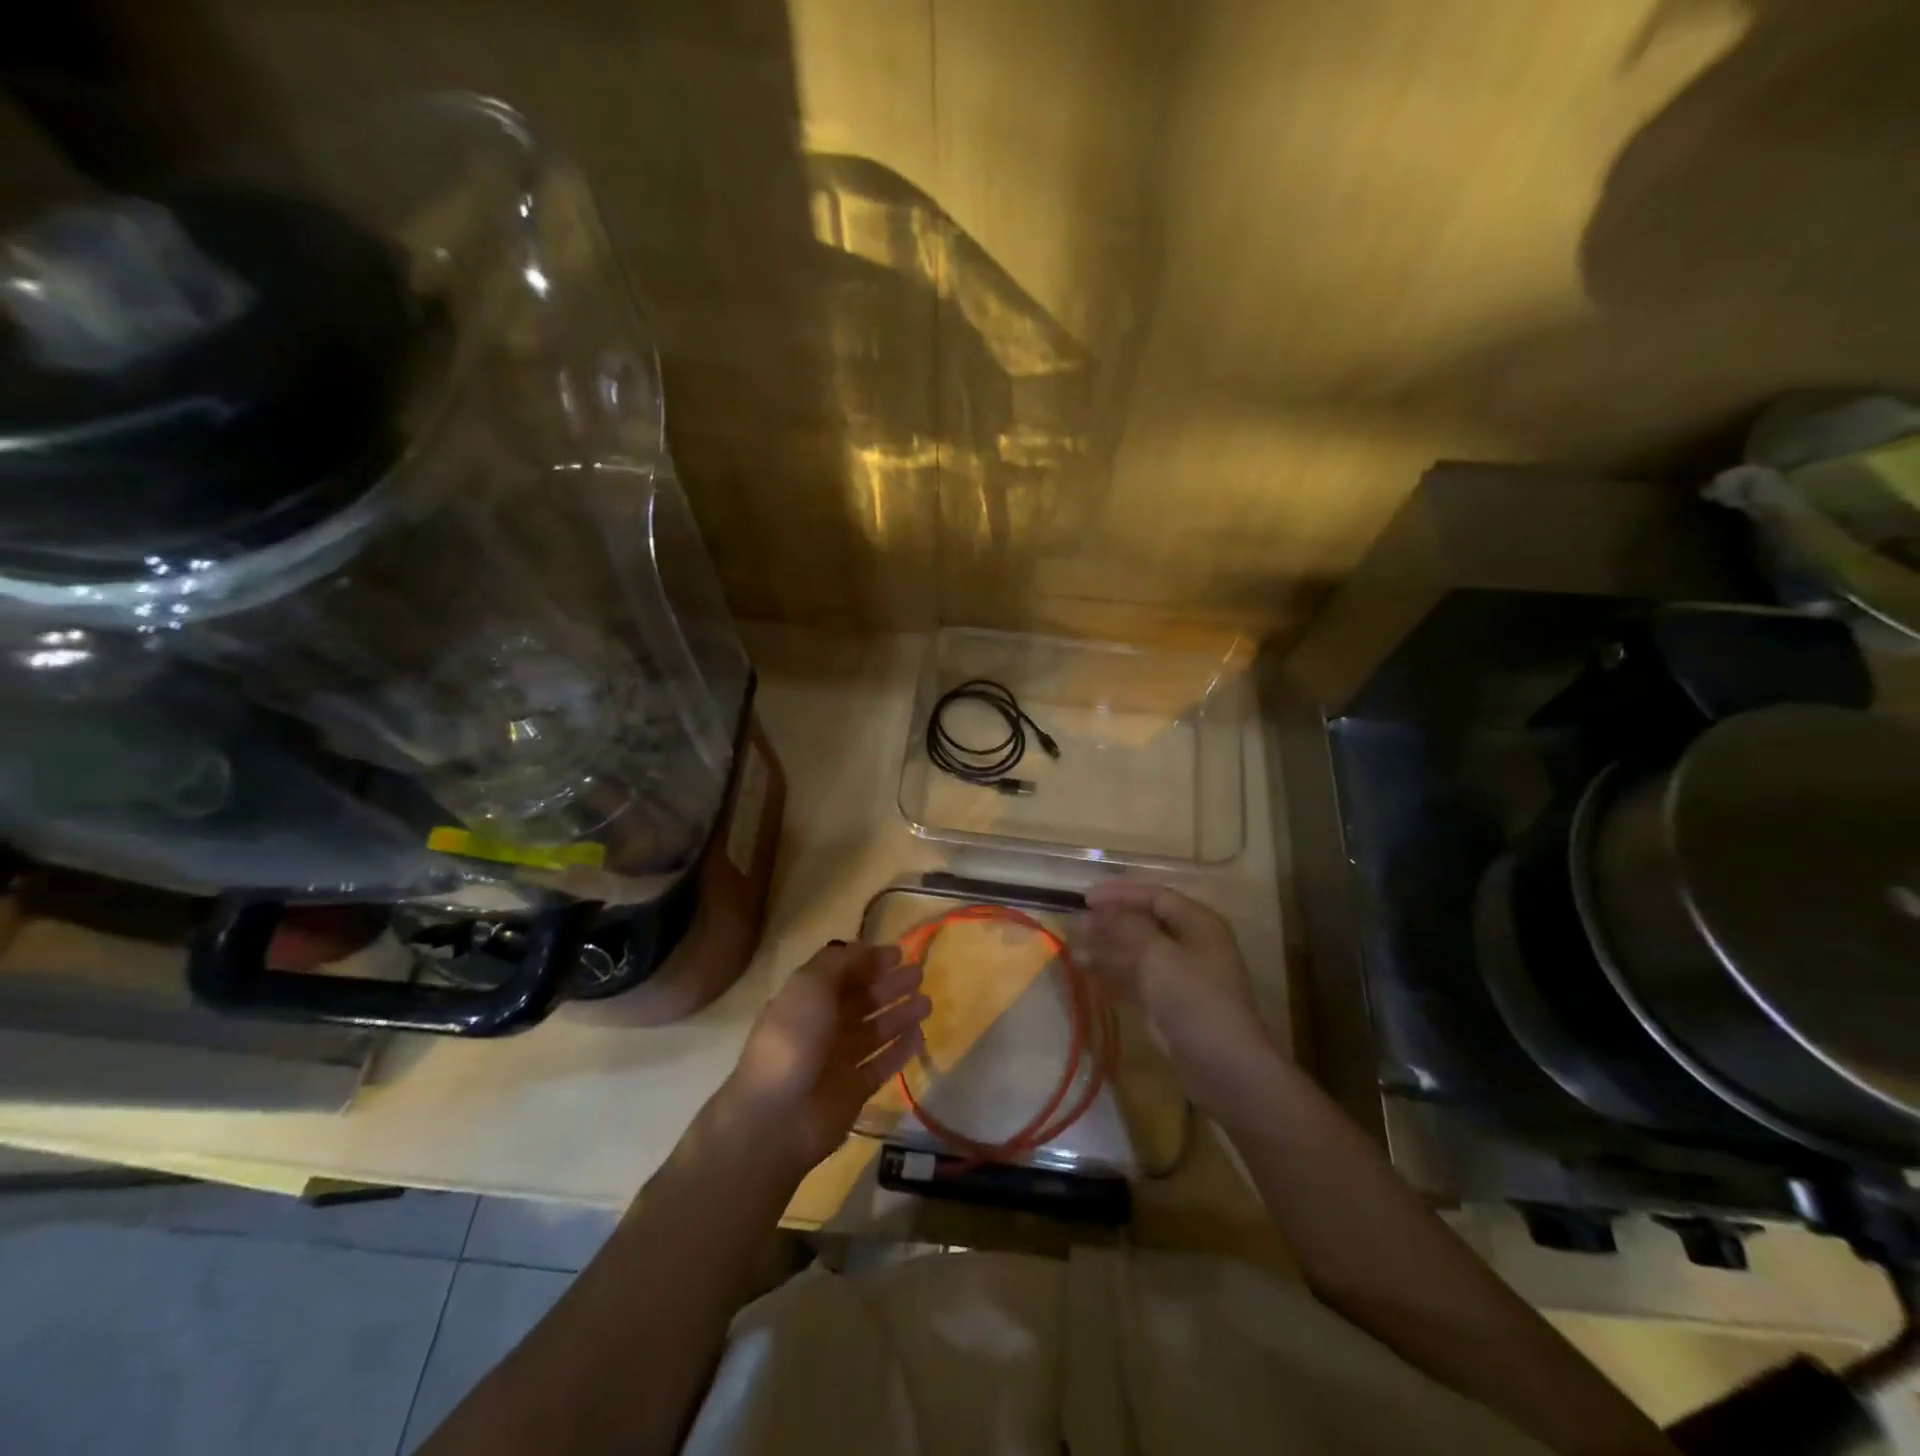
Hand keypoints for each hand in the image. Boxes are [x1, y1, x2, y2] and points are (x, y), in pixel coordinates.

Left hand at [716, 941, 930, 1176]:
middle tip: (918, 974)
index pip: (843, 973)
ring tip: (926, 1002)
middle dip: (889, 986)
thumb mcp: (810, 985)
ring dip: (900, 1015)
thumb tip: (864, 948)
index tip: (898, 953)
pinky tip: (920, 1036)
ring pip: (876, 1031)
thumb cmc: (793, 1038)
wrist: (777, 1115)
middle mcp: (823, 1026)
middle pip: (862, 1000)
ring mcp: (839, 1060)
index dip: (869, 961)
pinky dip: (900, 1050)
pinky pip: (882, 1064)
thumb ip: (839, 962)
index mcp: (807, 999)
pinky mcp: (854, 1090)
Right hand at [1076, 881, 1272, 1112]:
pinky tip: (1089, 979)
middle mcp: (1192, 944)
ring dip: (1108, 951)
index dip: (1119, 894)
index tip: (1085, 900)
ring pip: (1138, 954)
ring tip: (1075, 954)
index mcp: (1198, 923)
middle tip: (1077, 927)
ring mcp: (1182, 976)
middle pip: (1145, 924)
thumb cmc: (1194, 999)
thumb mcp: (1157, 955)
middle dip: (1110, 924)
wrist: (1224, 1066)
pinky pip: (1138, 981)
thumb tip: (1097, 913)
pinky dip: (1115, 977)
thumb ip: (1125, 927)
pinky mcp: (1171, 1005)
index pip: (1155, 896)